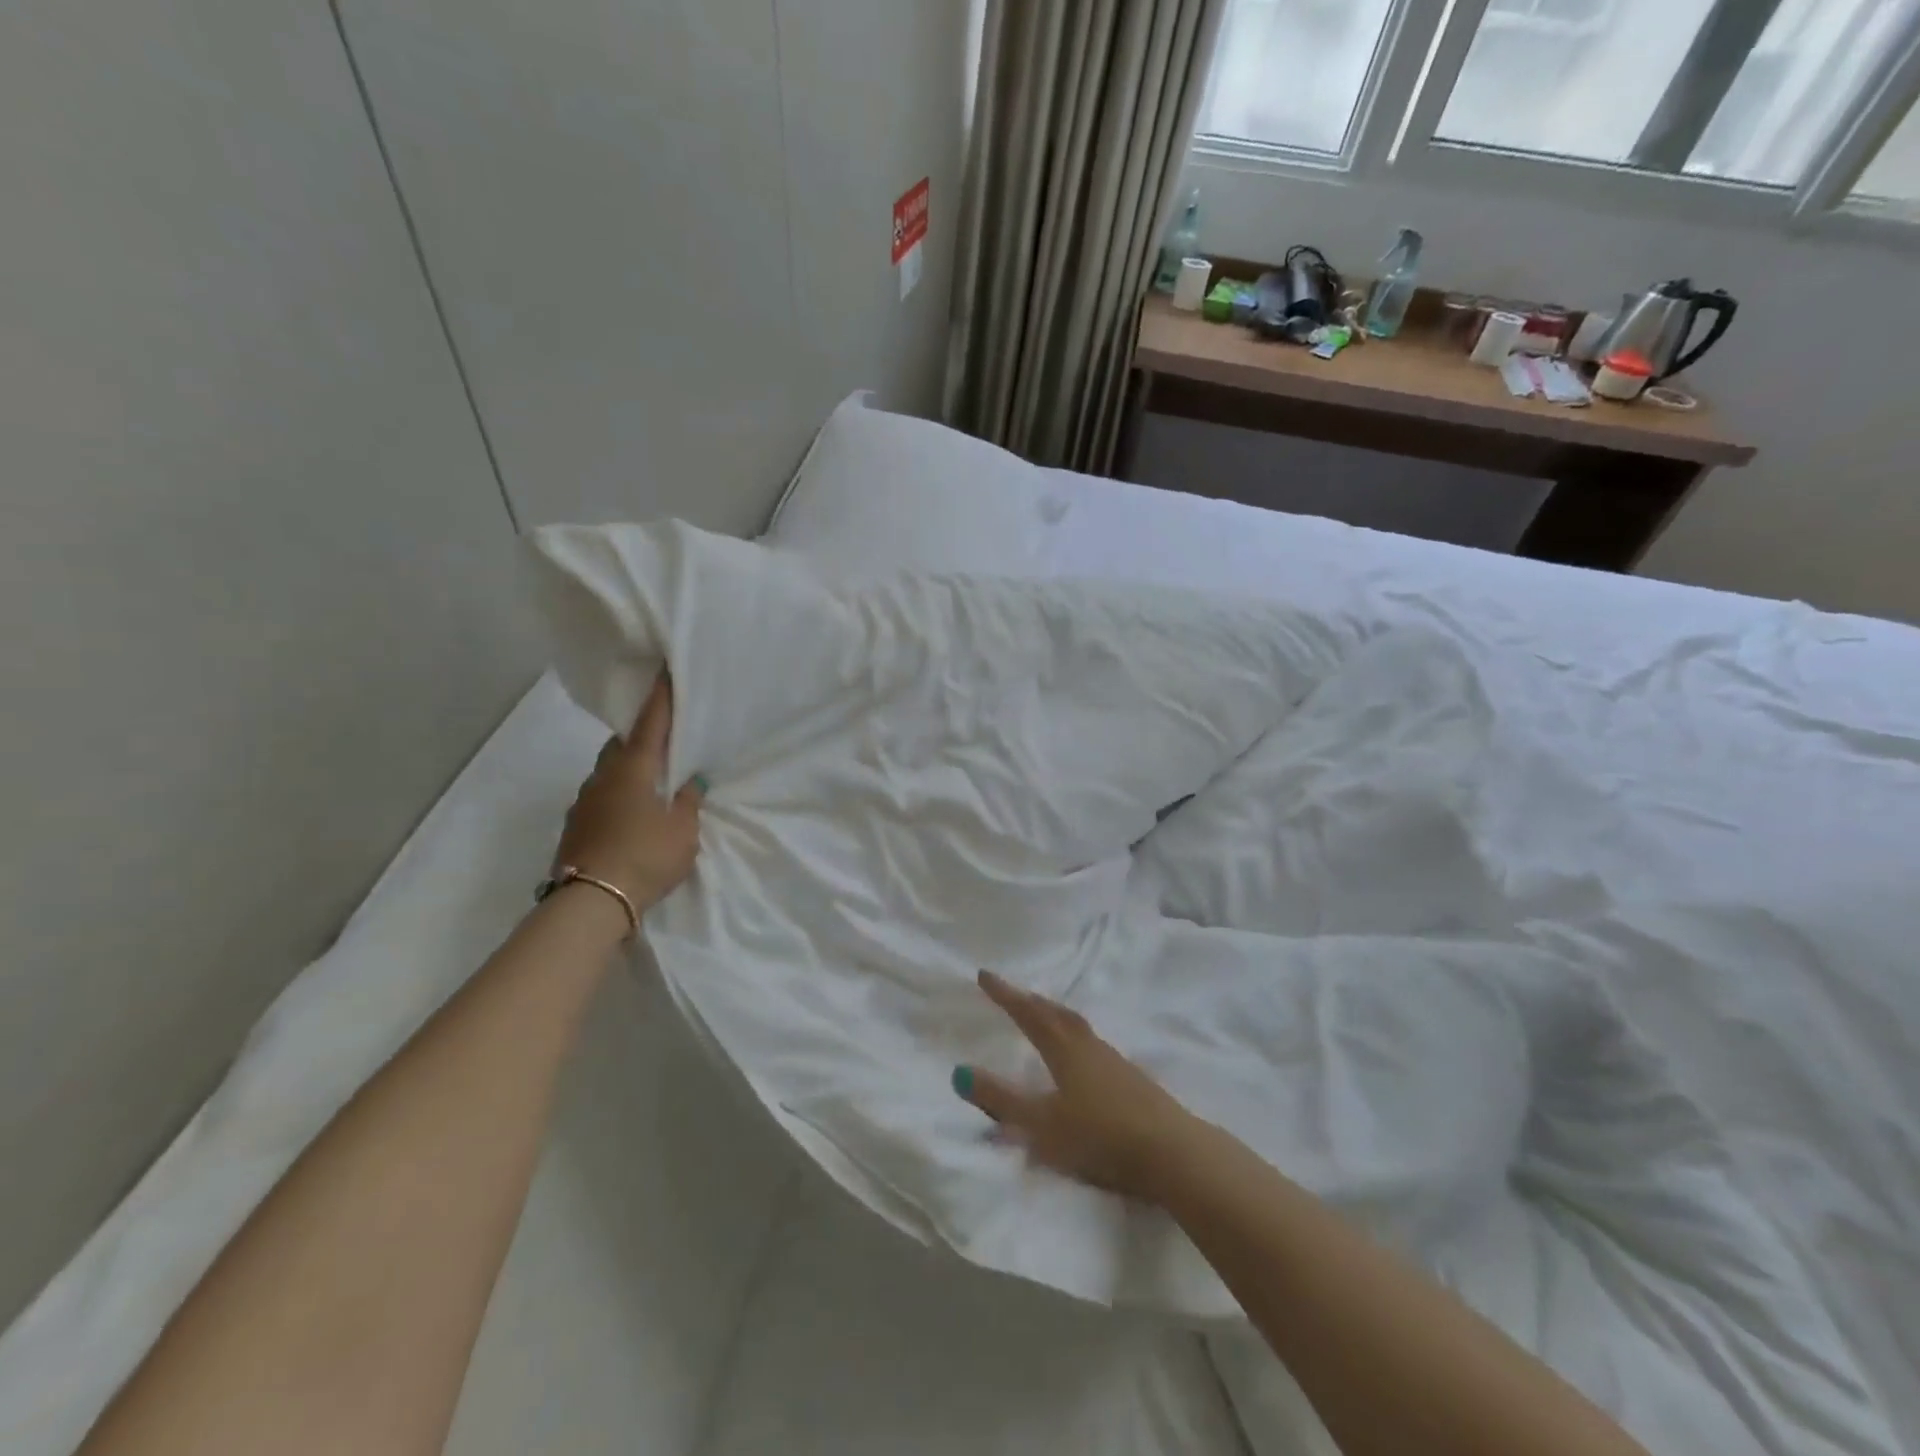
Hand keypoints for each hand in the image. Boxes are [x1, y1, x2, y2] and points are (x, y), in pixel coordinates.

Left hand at [553, 672, 704, 915]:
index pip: (650, 723)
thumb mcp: (683, 830)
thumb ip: (688, 801)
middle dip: (640, 734)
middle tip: (662, 736)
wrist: (591, 902)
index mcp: (633, 769)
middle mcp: (603, 776)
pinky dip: (617, 792)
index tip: (664, 672)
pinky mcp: (575, 824)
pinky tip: (631, 809)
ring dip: (627, 766)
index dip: (661, 697)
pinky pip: (600, 794)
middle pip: (621, 743)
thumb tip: (690, 781)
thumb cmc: (646, 857)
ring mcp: (584, 800)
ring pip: (607, 769)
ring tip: (650, 776)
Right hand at [953, 970, 1195, 1202]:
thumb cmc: (1100, 1135)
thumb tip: (959, 1072)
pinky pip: (1094, 1046)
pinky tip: (1082, 1058)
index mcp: (1064, 1050)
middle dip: (1031, 1001)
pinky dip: (1076, 1039)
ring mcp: (1115, 1061)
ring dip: (1056, 1016)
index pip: (1028, 1014)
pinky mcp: (1133, 1080)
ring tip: (1045, 1017)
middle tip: (1014, 993)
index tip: (984, 974)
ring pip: (1078, 1027)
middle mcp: (1089, 1046)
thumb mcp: (1042, 1124)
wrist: (1172, 1152)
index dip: (1005, 994)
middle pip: (1056, 1013)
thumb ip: (1001, 1101)